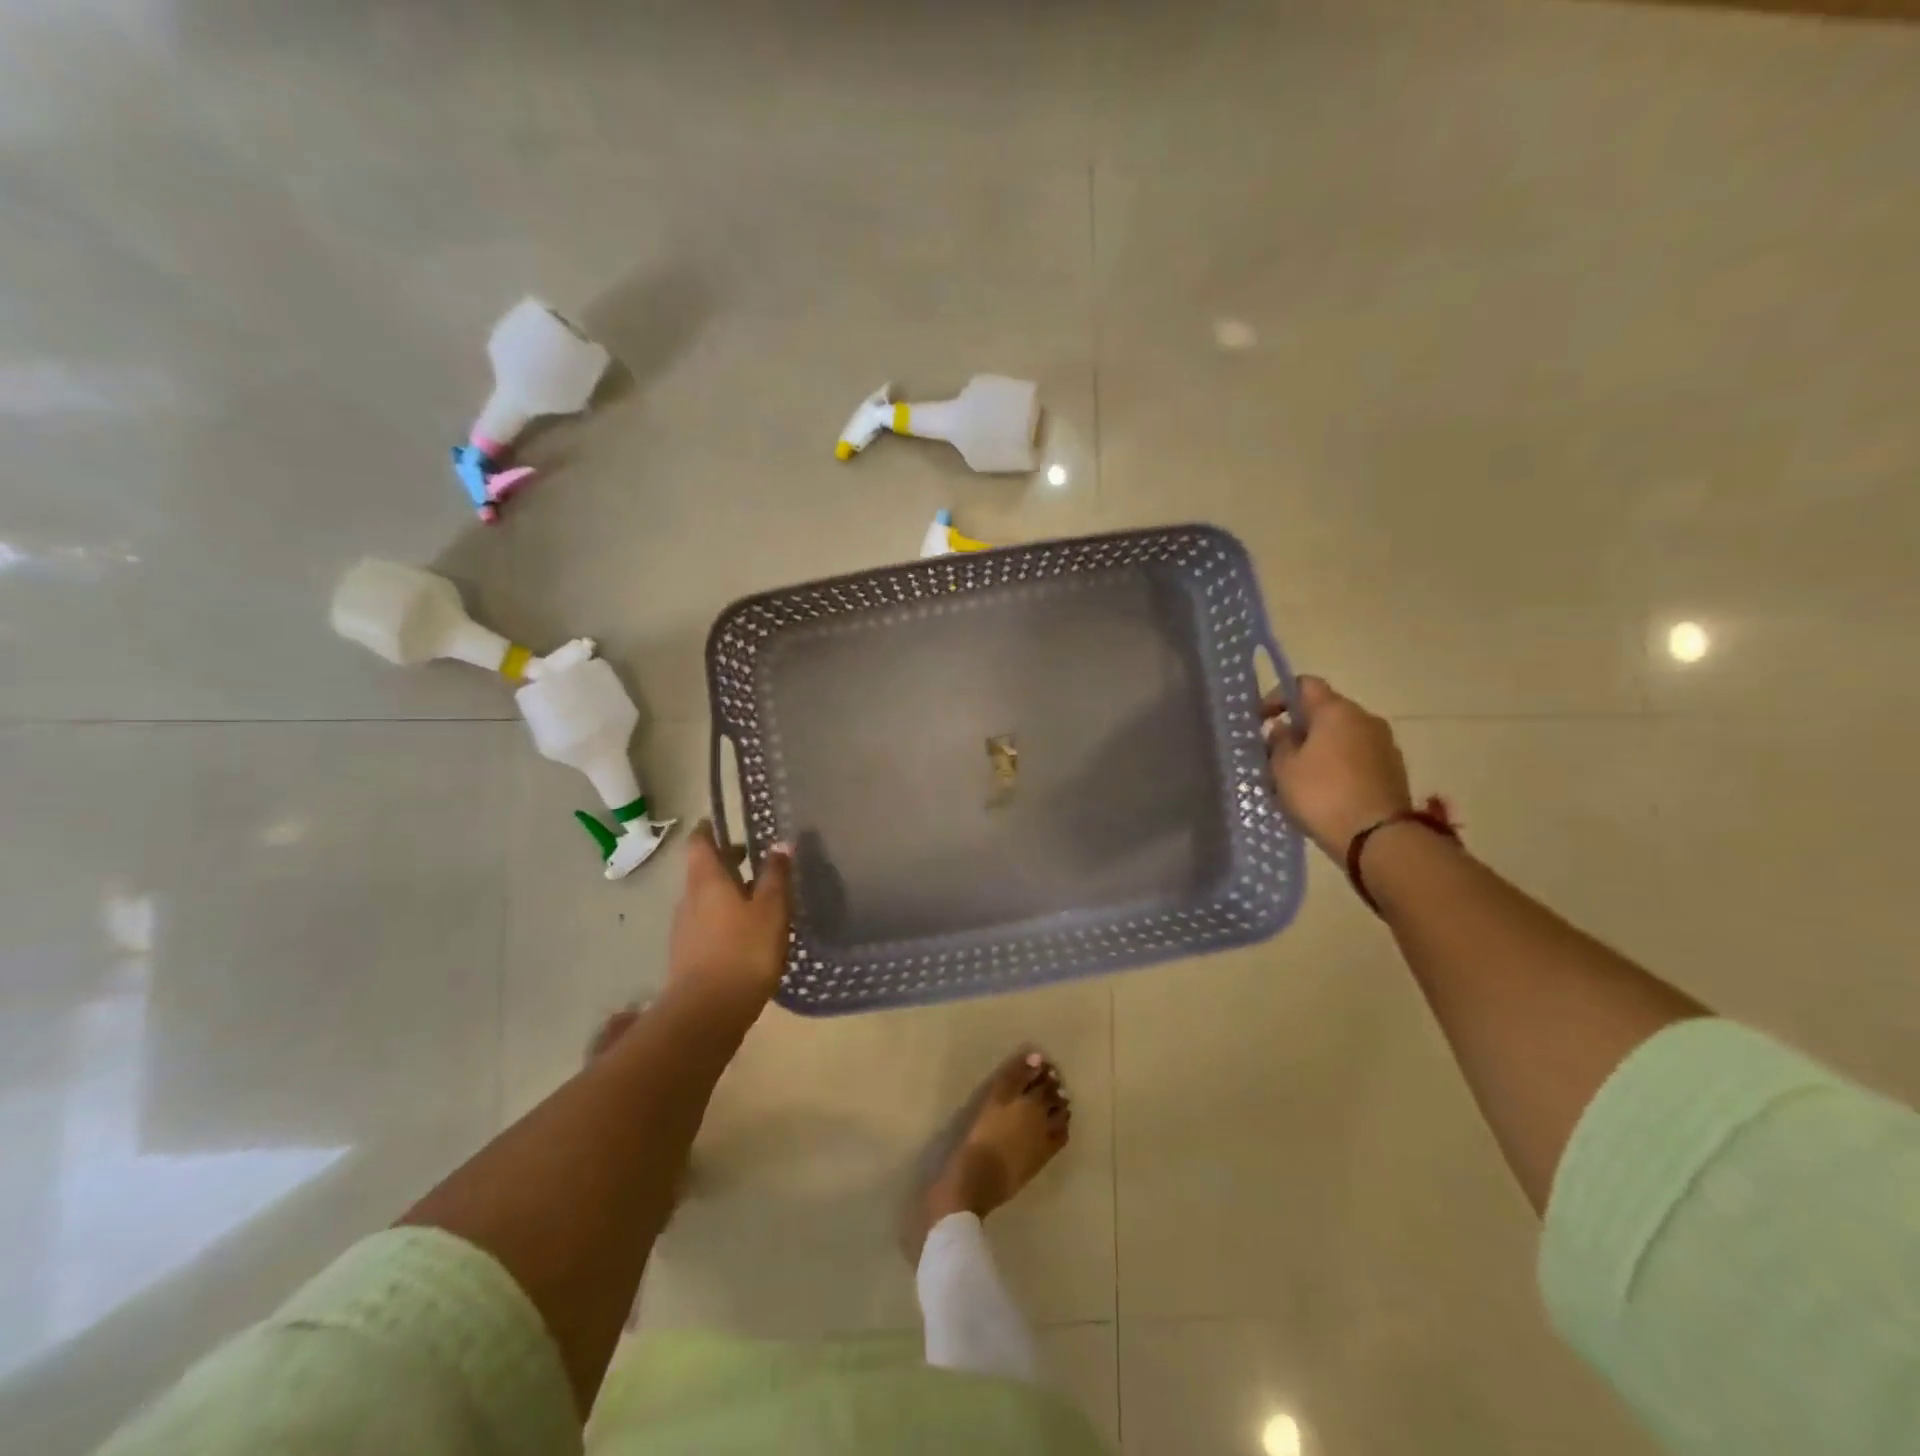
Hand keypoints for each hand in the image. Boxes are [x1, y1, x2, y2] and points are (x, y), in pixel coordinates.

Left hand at [665, 821, 793, 1018]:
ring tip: (758, 899)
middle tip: (755, 860)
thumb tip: (780, 844)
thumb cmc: (744, 950)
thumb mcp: (771, 909)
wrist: (707, 1013)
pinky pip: (706, 925)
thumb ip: (776, 876)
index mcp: (706, 880)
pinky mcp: (687, 956)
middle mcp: (689, 899)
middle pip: (703, 871)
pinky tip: (746, 934)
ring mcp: (684, 929)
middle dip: (726, 863)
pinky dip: (724, 919)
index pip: (699, 842)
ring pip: (705, 899)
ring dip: (727, 893)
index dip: (709, 829)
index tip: (722, 822)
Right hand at [1264, 676, 1412, 859]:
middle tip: (1276, 753)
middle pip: (1325, 711)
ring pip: (1342, 736)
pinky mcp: (1393, 770)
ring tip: (1299, 776)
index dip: (1278, 696)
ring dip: (1319, 748)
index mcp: (1336, 710)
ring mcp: (1384, 744)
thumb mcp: (1283, 769)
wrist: (1378, 837)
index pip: (1304, 684)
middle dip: (1299, 727)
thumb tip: (1285, 729)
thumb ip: (1279, 743)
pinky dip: (1338, 765)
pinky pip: (1357, 757)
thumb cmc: (1322, 794)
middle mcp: (1365, 718)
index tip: (1261, 720)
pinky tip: (1324, 790)